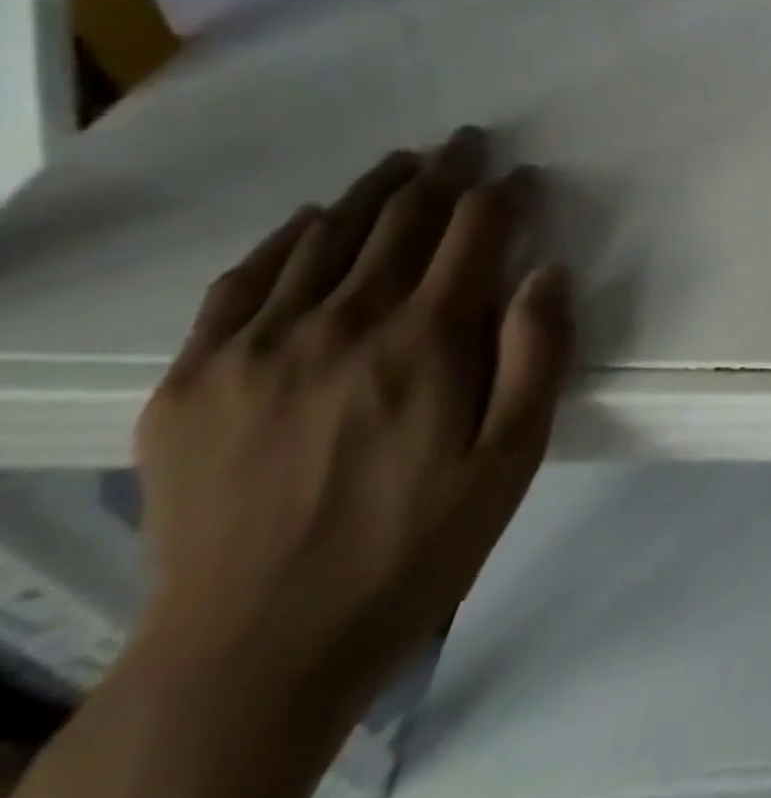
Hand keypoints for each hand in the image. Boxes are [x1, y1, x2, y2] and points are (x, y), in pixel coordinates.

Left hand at [132, 128, 571, 715]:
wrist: (250, 655)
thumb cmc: (411, 548)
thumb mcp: (511, 459)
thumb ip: (537, 355)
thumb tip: (548, 271)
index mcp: (426, 340)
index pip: (474, 231)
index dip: (503, 193)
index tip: (521, 175)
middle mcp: (343, 322)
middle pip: (401, 219)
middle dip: (443, 172)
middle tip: (463, 142)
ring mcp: (258, 347)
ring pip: (326, 236)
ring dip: (373, 191)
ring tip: (401, 165)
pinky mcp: (193, 379)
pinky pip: (243, 281)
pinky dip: (285, 239)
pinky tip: (309, 222)